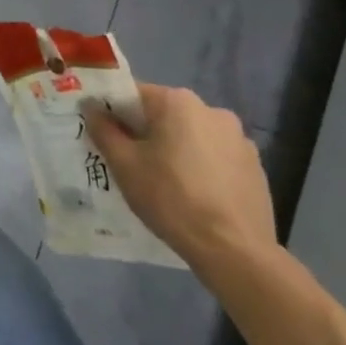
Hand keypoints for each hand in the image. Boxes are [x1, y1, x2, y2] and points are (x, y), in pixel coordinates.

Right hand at [84, 84, 277, 276]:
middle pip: (164, 114)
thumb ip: (103, 130)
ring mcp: (239, 138)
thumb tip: (90, 106)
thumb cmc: (170, 198)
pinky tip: (193, 195)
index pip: (133, 94)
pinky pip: (214, 156)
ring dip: (174, 149)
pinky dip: (199, 166)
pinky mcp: (255, 165)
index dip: (113, 113)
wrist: (233, 250)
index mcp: (178, 102)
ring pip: (190, 135)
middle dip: (144, 133)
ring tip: (163, 183)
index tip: (104, 136)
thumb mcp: (124, 164)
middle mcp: (212, 110)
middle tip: (130, 163)